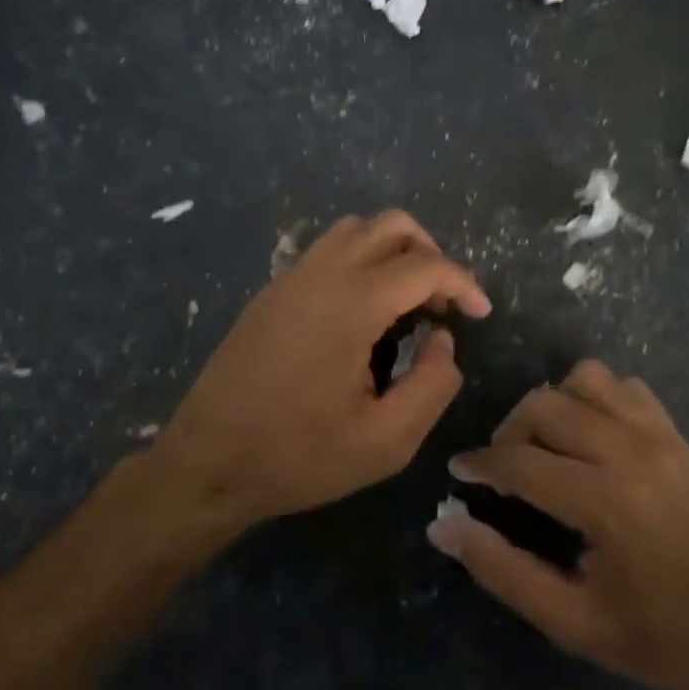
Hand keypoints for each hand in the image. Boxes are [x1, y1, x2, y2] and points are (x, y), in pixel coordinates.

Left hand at [154, 211, 490, 530]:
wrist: (207, 463)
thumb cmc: (299, 456)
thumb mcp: (385, 442)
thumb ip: (433, 385)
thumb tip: (442, 340)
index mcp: (351, 305)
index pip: (425, 266)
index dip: (463, 283)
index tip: (480, 314)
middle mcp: (320, 275)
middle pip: (391, 226)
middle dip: (430, 255)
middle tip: (441, 304)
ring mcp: (290, 279)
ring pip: (354, 231)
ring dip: (392, 251)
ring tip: (406, 301)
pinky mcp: (271, 293)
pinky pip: (326, 252)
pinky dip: (360, 261)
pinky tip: (362, 313)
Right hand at [428, 360, 688, 689]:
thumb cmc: (664, 639)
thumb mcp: (573, 622)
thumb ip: (502, 570)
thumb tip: (443, 526)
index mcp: (603, 500)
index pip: (517, 461)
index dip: (478, 465)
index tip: (458, 474)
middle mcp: (628, 450)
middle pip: (543, 406)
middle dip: (509, 432)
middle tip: (502, 471)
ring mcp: (658, 435)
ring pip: (583, 380)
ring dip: (552, 406)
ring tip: (547, 447)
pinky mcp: (677, 434)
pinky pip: (624, 387)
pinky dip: (595, 398)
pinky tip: (591, 437)